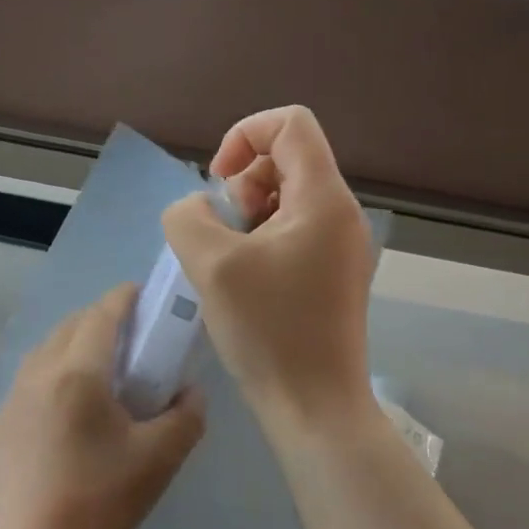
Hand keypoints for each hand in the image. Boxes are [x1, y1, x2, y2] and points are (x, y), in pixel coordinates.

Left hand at [0, 284, 204, 528]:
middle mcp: (38, 372)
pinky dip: (54, 372)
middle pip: (71, 325)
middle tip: (131, 337)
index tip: (144, 295)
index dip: (125, 298)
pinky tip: (68, 407)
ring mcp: (12, 396)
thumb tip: (189, 392)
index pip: (102, 314)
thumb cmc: (98, 502)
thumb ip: (185, 416)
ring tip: (100, 369)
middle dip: (101, 318)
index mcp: (77, 372)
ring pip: (46, 350)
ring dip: (74, 343)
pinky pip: (30, 378)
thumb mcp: (158, 460)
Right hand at [161, 106, 376, 429]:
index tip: (217, 183)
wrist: (313, 405)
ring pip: (284, 198)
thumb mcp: (211, 264)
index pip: (290, 123)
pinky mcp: (330, 273)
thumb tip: (197, 209)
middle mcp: (340, 214)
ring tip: (227, 261)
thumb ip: (188, 217)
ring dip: (245, 216)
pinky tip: (240, 280)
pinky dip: (258, 241)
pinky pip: (290, 231)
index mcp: (323, 200)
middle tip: (222, 234)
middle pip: (285, 160)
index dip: (244, 135)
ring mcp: (339, 246)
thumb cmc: (268, 330)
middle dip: (240, 185)